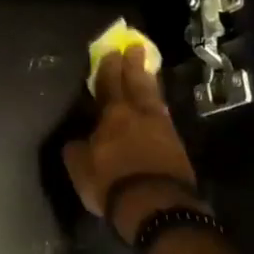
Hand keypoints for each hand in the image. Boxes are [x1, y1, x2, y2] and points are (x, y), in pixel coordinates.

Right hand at [62, 46, 202, 241]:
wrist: (156, 205)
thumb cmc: (111, 182)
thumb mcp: (80, 167)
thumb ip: (76, 149)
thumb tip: (76, 139)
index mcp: (113, 115)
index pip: (109, 85)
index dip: (108, 68)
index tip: (111, 51)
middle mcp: (139, 115)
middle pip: (137, 84)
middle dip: (134, 66)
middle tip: (135, 47)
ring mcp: (162, 128)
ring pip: (154, 98)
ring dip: (150, 82)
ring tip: (148, 70)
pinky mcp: (177, 145)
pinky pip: (164, 115)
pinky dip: (159, 105)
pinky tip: (157, 105)